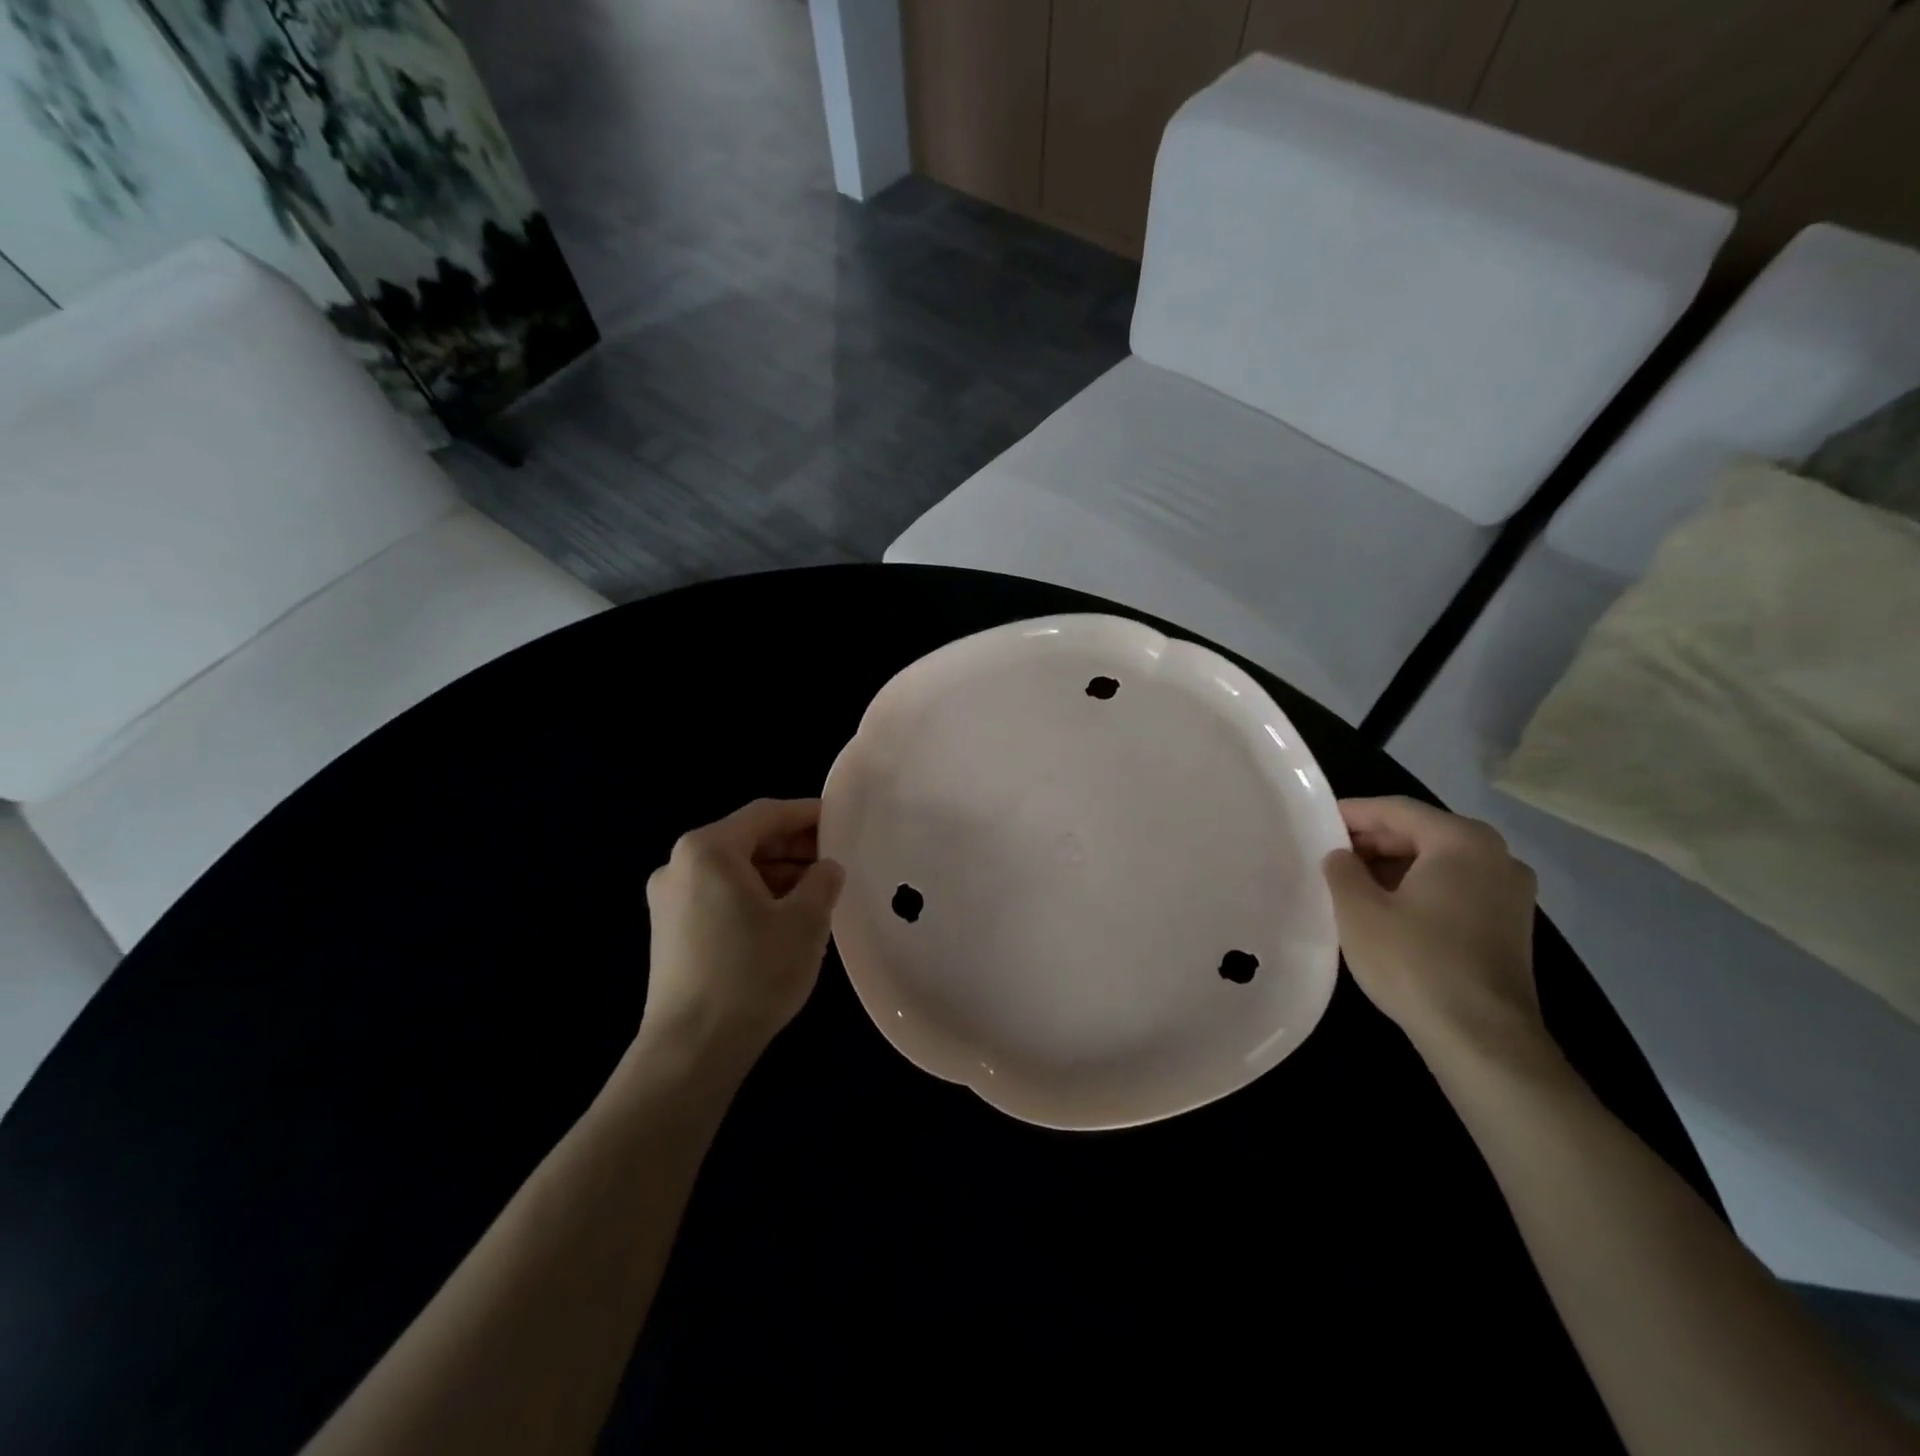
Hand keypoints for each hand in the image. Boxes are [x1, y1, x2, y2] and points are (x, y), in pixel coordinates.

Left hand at [637, 798, 845, 1077]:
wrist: (692, 1049)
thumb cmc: (752, 973)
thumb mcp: (805, 921)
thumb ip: (823, 881)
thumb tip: (827, 868)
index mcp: (708, 850)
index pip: (766, 814)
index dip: (807, 813)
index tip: (841, 819)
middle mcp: (679, 865)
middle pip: (746, 840)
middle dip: (792, 847)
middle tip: (833, 861)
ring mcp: (668, 901)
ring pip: (732, 871)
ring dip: (775, 875)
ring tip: (815, 894)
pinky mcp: (669, 933)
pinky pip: (718, 897)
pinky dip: (753, 897)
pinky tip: (783, 920)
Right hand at [1322, 797, 1543, 1059]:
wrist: (1482, 1039)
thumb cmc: (1414, 961)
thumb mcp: (1358, 910)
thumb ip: (1342, 869)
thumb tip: (1342, 857)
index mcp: (1462, 841)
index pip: (1396, 810)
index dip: (1352, 813)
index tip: (1316, 822)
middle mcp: (1496, 856)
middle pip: (1422, 832)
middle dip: (1373, 840)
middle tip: (1329, 854)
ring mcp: (1510, 893)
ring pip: (1439, 861)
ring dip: (1393, 866)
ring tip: (1351, 883)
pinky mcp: (1510, 925)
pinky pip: (1455, 888)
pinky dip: (1418, 888)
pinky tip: (1387, 910)